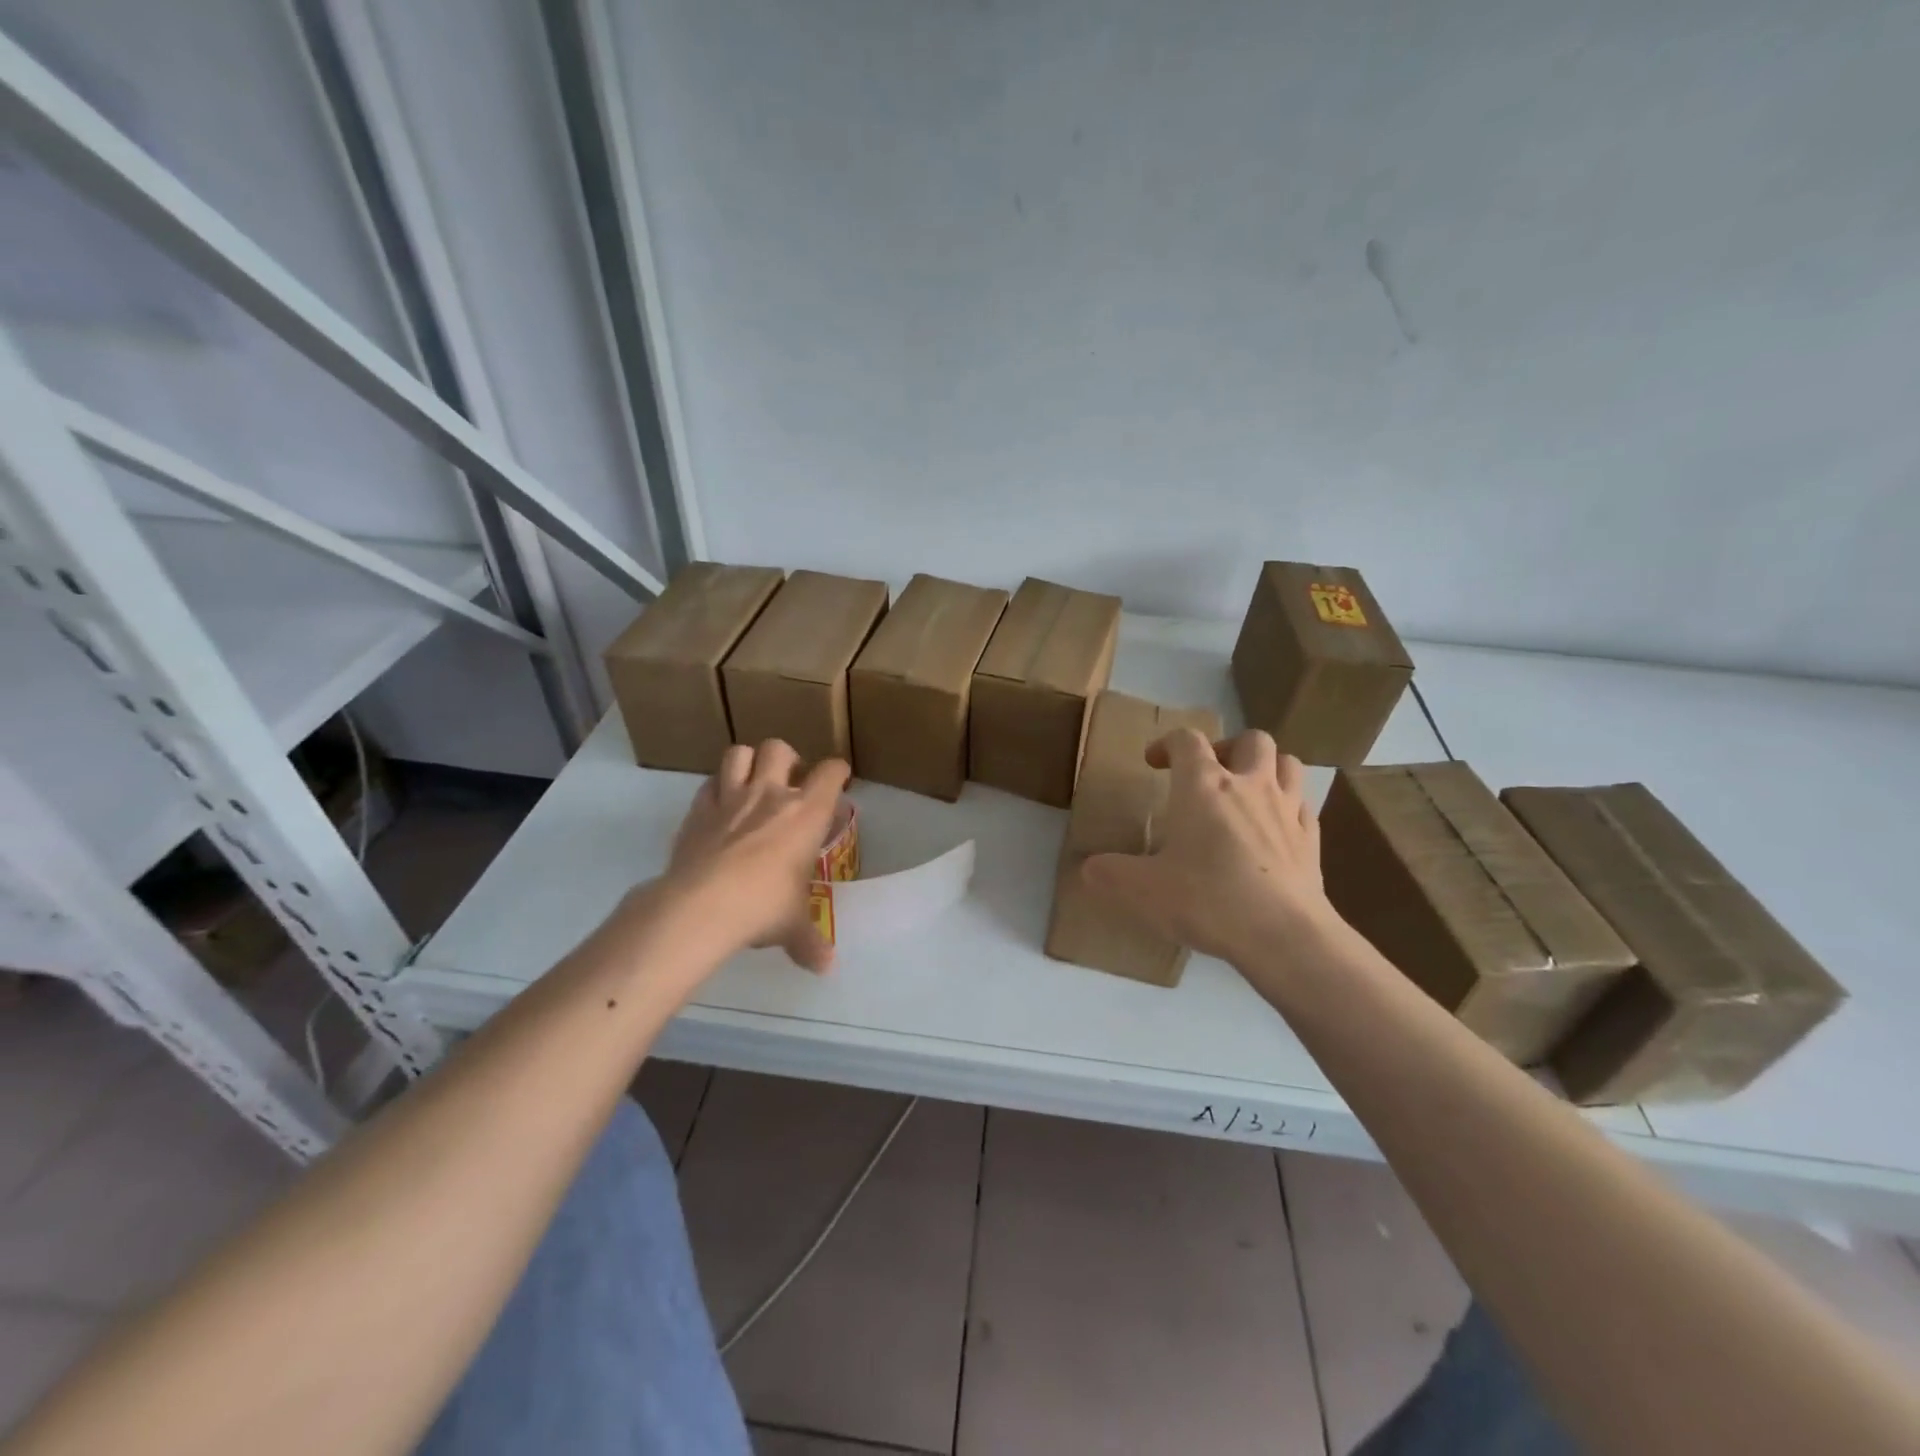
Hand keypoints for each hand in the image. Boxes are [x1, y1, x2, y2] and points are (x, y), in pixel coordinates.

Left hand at [662, 740, 849, 972]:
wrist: (702, 906)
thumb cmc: (764, 907)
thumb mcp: (792, 926)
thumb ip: (810, 941)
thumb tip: (826, 967)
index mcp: (807, 813)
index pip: (830, 773)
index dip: (837, 772)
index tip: (839, 780)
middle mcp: (770, 794)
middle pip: (779, 748)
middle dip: (787, 758)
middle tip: (788, 781)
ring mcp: (730, 798)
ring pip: (739, 753)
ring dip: (748, 762)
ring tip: (751, 782)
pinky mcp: (697, 810)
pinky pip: (707, 784)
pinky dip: (715, 788)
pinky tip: (718, 806)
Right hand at [1081, 728, 1338, 965]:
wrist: (1283, 936)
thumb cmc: (1208, 900)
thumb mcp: (1143, 890)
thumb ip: (1110, 874)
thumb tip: (1088, 869)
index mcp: (1204, 786)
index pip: (1187, 740)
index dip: (1167, 743)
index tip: (1153, 763)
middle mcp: (1249, 786)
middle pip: (1250, 740)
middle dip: (1226, 748)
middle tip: (1209, 774)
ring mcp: (1287, 810)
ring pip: (1287, 763)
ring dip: (1266, 768)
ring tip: (1247, 791)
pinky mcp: (1312, 840)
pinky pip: (1304, 806)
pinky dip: (1288, 807)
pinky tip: (1275, 829)